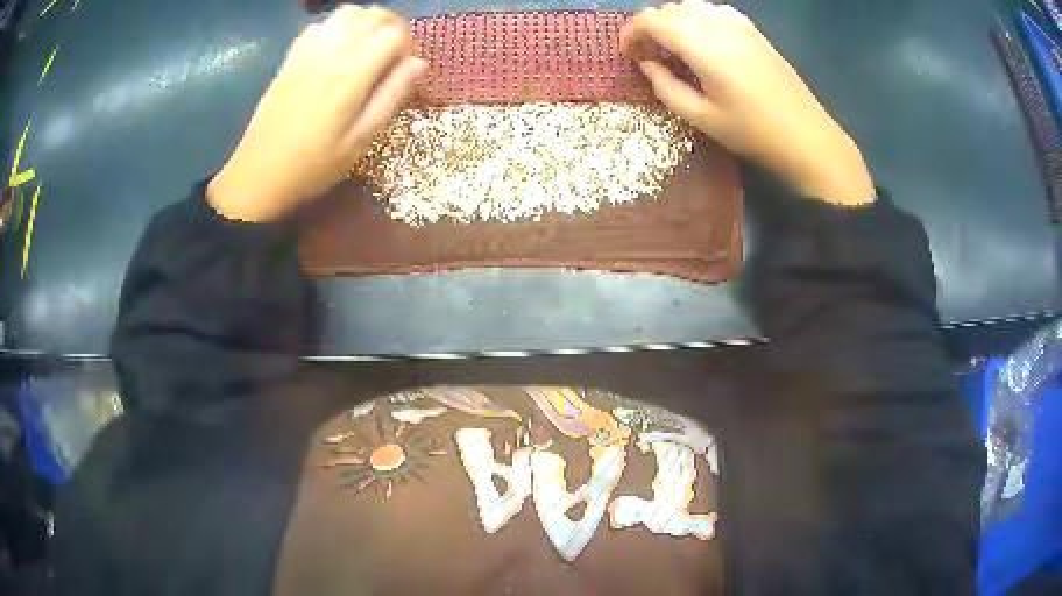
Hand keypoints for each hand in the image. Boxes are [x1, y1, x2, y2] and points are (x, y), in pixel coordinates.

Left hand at [208, 6, 427, 221]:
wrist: (258, 175)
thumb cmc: (313, 165)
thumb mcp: (360, 140)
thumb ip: (392, 96)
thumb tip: (419, 63)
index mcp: (352, 73)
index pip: (394, 33)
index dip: (409, 45)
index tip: (406, 68)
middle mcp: (331, 51)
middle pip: (374, 15)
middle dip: (393, 28)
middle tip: (393, 55)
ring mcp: (307, 51)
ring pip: (348, 13)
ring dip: (366, 23)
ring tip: (368, 49)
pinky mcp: (290, 57)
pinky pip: (320, 25)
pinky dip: (338, 27)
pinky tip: (338, 51)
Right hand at [620, 1, 874, 205]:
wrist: (806, 135)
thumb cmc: (752, 131)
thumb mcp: (701, 117)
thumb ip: (665, 86)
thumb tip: (648, 64)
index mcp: (700, 43)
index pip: (651, 19)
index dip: (631, 32)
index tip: (626, 53)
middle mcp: (716, 23)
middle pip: (669, 9)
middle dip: (650, 28)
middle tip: (647, 55)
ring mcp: (738, 23)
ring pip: (690, 7)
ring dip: (673, 23)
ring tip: (672, 49)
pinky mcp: (753, 30)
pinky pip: (713, 12)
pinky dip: (697, 21)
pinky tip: (702, 43)